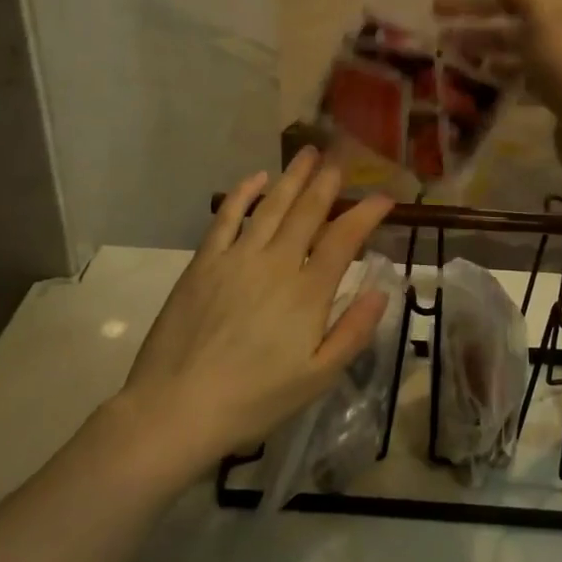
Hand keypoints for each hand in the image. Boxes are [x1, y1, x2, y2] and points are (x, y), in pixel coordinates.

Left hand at [114, 148, 394, 479]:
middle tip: (342, 159)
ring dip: (293, 177)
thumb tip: (382, 290)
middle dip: (328, 182)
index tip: (384, 198)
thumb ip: (353, 332)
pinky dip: (243, 194)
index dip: (367, 213)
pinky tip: (256, 177)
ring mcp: (237, 258)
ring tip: (309, 153)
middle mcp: (277, 263)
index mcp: (308, 292)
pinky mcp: (204, 262)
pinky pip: (226, 217)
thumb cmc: (254, 399)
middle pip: (308, 211)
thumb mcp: (317, 378)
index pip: (345, 238)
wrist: (178, 408)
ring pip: (272, 205)